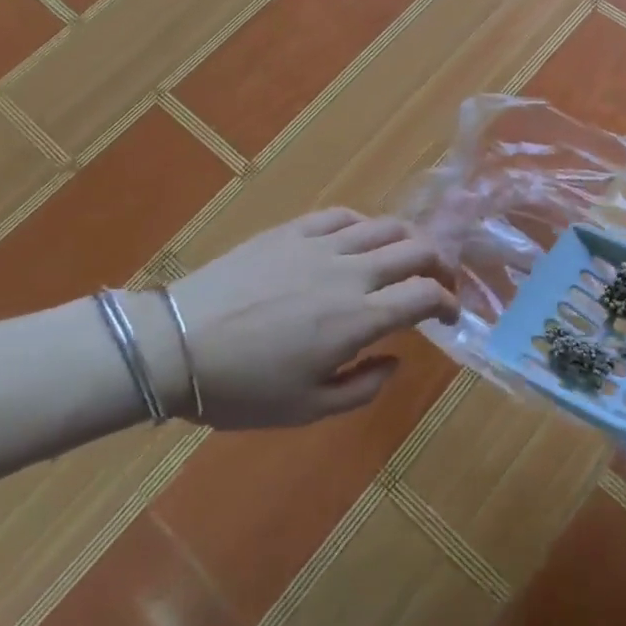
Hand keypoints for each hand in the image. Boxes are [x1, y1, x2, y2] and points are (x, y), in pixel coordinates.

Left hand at [163, 209, 457, 429]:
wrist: (176, 346)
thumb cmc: (242, 388)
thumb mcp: (307, 409)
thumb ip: (362, 387)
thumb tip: (395, 360)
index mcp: (358, 319)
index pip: (424, 295)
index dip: (447, 302)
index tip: (450, 314)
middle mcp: (350, 273)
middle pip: (415, 250)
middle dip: (440, 264)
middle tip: (440, 280)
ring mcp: (320, 245)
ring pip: (384, 226)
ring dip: (409, 240)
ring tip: (409, 255)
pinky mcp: (292, 231)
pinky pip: (341, 216)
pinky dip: (364, 224)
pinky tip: (361, 237)